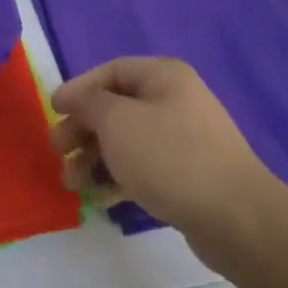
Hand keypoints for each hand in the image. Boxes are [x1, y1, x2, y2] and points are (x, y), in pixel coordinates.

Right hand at [52, 57, 282, 266]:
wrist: (234, 216)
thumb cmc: (169, 156)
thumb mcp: (117, 122)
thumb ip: (89, 104)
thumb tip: (78, 100)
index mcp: (164, 77)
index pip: (111, 71)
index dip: (78, 89)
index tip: (53, 111)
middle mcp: (176, 100)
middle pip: (116, 108)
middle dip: (82, 130)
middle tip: (58, 153)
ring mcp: (184, 139)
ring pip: (127, 141)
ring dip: (95, 159)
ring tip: (73, 184)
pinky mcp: (187, 174)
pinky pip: (143, 167)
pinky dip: (118, 178)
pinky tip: (100, 199)